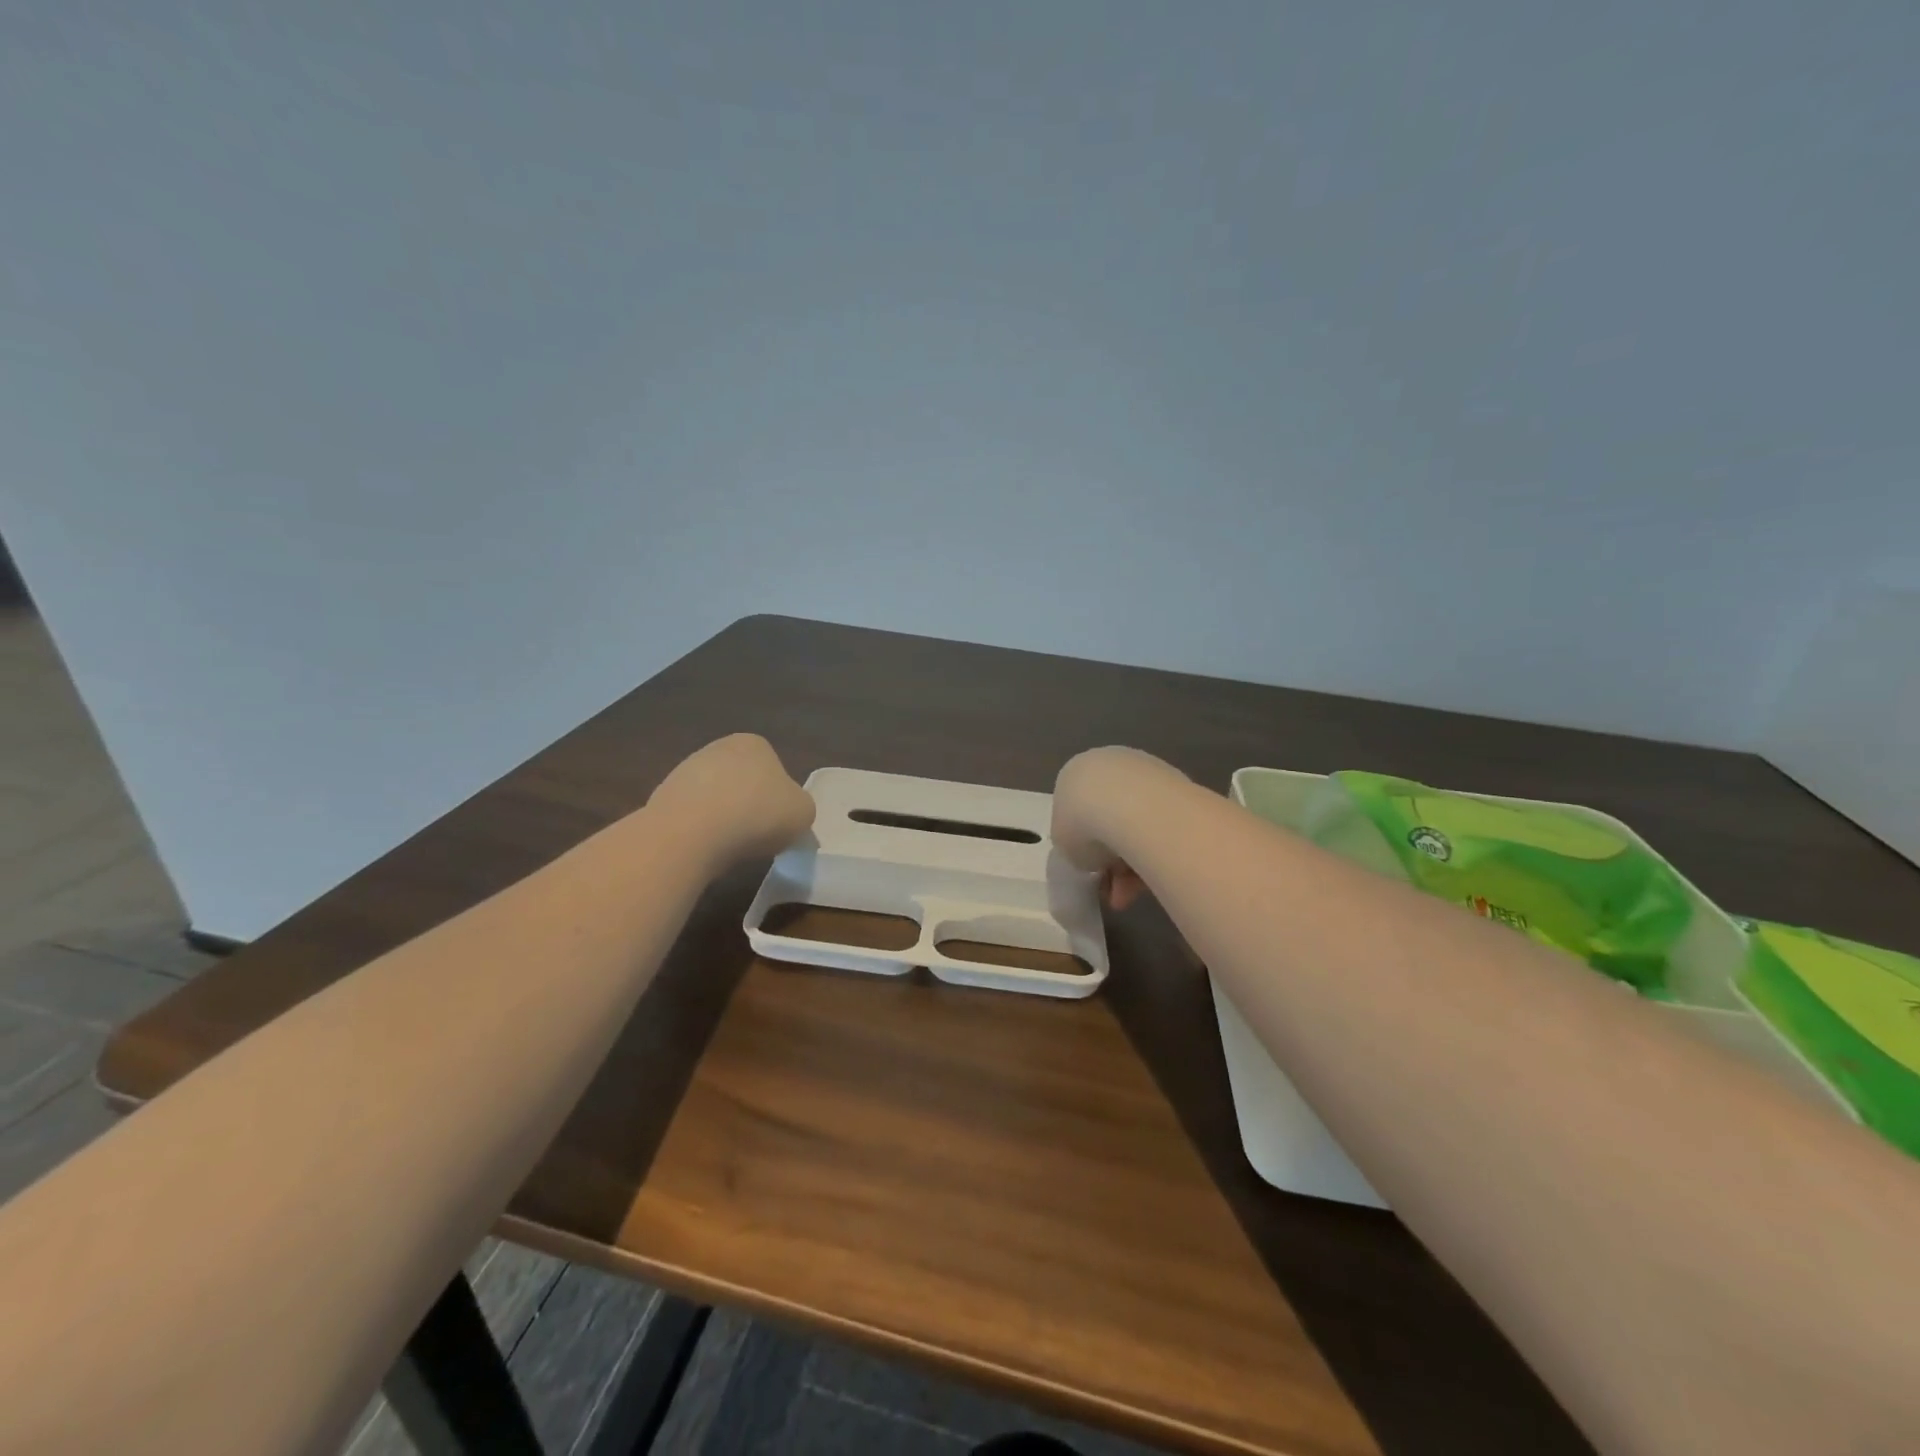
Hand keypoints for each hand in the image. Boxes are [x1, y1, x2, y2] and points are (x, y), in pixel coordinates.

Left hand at [647, 734, 815, 872]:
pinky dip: (699, 831)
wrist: (690, 834)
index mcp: (754, 743)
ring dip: (723, 819)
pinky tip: (704, 848)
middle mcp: (718, 748)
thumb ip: (801, 808)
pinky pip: (691, 816)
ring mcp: (685, 771)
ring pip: (715, 798)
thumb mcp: (803, 813)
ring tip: (729, 847)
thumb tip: (788, 815)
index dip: (779, 799)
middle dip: (749, 806)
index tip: (779, 823)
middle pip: (743, 782)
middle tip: (757, 836)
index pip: (774, 769)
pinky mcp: (662, 797)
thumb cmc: (757, 814)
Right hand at [1051, 746, 1184, 911]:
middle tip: (1113, 892)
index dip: (1082, 846)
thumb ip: (1075, 846)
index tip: (1091, 872)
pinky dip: (1157, 852)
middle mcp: (1111, 765)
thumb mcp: (1064, 844)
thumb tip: (1094, 853)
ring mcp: (1147, 773)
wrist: (1133, 807)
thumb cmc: (1084, 824)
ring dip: (1133, 864)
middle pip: (1109, 819)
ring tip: (1132, 894)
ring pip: (1137, 826)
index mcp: (1076, 772)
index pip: (1077, 811)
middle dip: (1112, 859)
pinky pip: (1162, 827)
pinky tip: (1153, 878)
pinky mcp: (1180, 785)